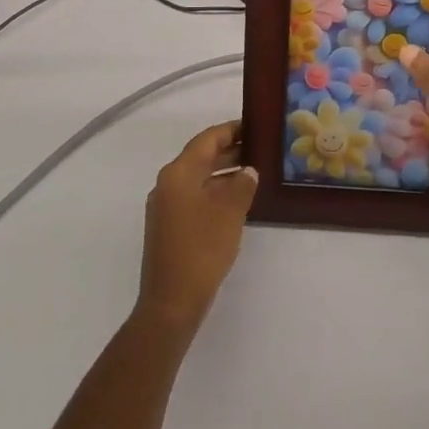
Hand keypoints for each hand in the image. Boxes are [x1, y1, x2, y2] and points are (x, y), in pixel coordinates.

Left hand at [137, 121, 257, 333]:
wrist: (171, 302)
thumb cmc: (201, 249)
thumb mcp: (229, 211)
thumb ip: (242, 184)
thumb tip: (248, 171)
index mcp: (178, 173)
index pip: (207, 139)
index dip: (232, 130)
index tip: (256, 125)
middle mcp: (168, 184)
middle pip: (201, 156)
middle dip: (231, 150)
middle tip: (261, 148)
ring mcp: (166, 206)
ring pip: (199, 178)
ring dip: (225, 173)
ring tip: (255, 172)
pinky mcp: (169, 227)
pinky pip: (195, 197)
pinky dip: (216, 192)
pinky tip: (238, 201)